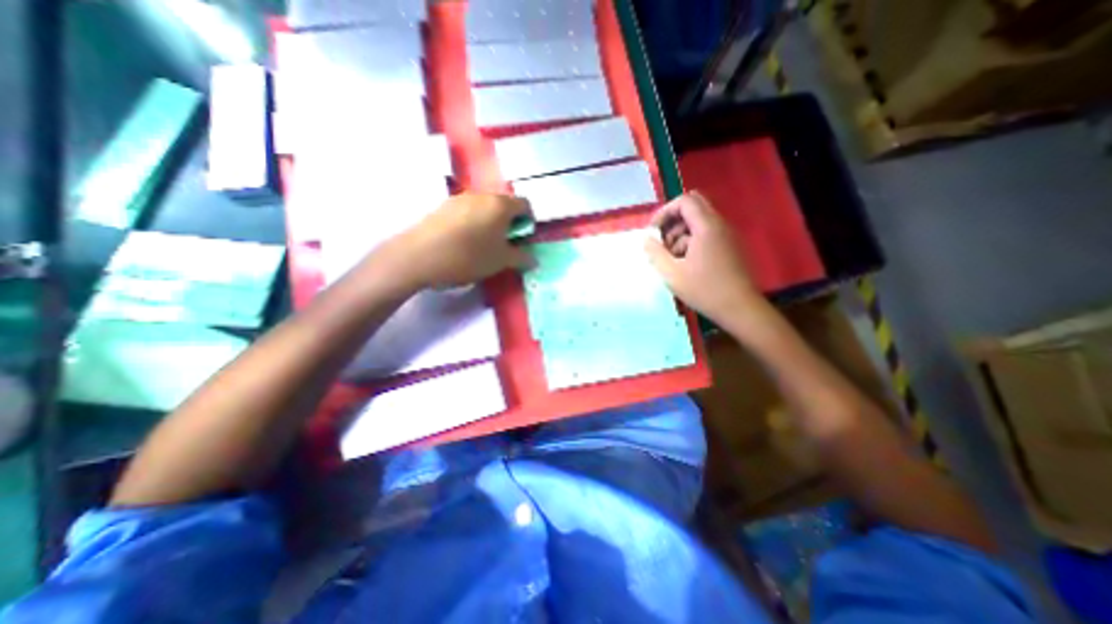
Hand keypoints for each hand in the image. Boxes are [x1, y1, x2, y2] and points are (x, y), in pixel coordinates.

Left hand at [393, 192, 531, 290]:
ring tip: (484, 244)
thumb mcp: (500, 262)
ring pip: (484, 207)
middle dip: (510, 222)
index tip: (524, 238)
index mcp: (500, 205)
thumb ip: (521, 258)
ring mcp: (460, 198)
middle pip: (504, 204)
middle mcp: (482, 195)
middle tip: (506, 243)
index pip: (525, 204)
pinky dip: (473, 222)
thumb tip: (534, 260)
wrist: (418, 257)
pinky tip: (464, 241)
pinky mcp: (443, 206)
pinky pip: (467, 211)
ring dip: (491, 222)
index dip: (529, 220)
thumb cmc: (468, 257)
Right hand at [650, 190, 769, 325]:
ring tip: (672, 258)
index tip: (653, 231)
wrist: (740, 308)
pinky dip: (692, 242)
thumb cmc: (704, 290)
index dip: (664, 212)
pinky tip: (686, 264)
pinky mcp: (730, 247)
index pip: (685, 201)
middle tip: (662, 241)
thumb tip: (646, 239)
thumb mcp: (672, 273)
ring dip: (681, 234)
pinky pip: (708, 234)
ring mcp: (727, 236)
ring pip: (700, 222)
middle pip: (693, 207)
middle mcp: (720, 225)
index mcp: (707, 227)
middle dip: (673, 221)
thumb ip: (655, 253)